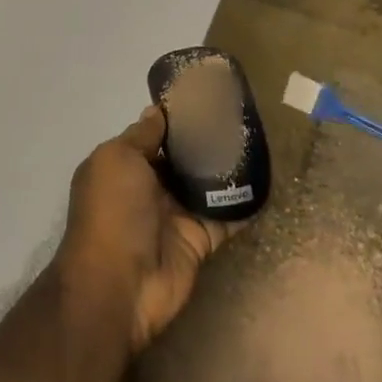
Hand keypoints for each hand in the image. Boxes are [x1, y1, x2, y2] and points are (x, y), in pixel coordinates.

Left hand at [56, 106, 236, 353]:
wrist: (120, 285)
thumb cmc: (113, 211)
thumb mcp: (117, 159)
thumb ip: (142, 135)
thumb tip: (157, 110)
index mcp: (124, 166)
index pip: (154, 135)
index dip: (177, 117)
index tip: (207, 97)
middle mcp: (149, 188)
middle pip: (183, 158)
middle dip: (207, 139)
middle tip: (241, 115)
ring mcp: (176, 215)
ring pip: (206, 184)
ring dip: (228, 167)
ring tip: (259, 140)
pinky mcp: (200, 240)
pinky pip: (226, 216)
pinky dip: (244, 203)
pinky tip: (268, 180)